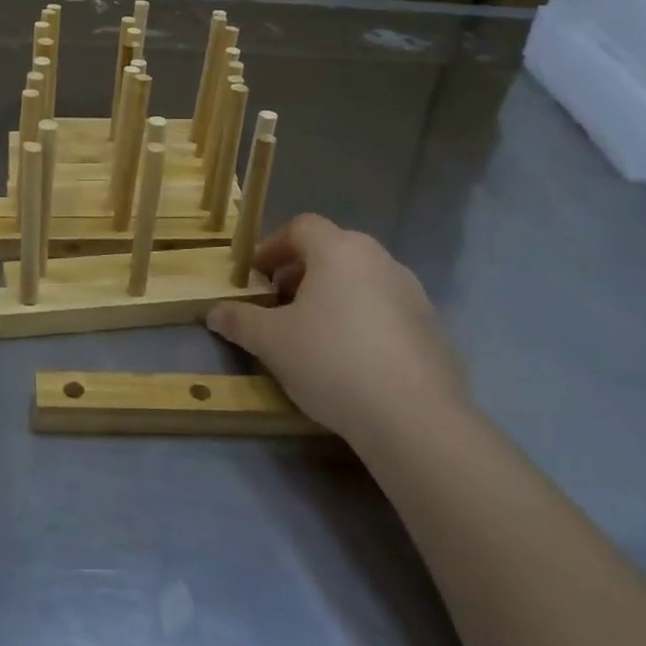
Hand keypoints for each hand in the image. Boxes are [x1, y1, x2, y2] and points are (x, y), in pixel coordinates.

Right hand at [206, 214, 465, 444]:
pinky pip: (386, 311)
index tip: (255, 277)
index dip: (272, 247)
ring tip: (313, 335)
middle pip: (332, 251)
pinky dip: (362, 321)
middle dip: (300, 273)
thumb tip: (213, 311)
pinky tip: (351, 361)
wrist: (415, 418)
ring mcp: (413, 293)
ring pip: (361, 281)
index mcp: (340, 250)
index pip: (301, 226)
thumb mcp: (271, 342)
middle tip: (278, 306)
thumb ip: (239, 320)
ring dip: (332, 297)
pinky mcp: (432, 328)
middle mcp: (380, 260)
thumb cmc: (332, 361)